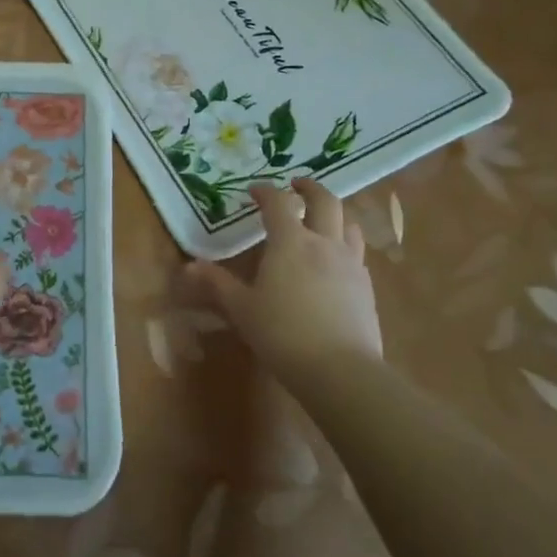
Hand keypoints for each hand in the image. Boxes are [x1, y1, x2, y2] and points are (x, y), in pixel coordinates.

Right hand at [186, 178, 382, 375]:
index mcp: (290, 242)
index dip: (265, 191)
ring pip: (349, 224)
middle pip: (326, 201)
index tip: (253, 190)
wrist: (340, 371)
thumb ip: (217, 284)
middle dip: (309, 188)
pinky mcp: (366, 288)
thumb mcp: (241, 309)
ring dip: (334, 214)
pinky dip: (344, 244)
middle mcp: (324, 243)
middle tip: (296, 185)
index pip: (278, 203)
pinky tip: (334, 261)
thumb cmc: (282, 333)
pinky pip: (357, 253)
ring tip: (321, 219)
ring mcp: (350, 264)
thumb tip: (190, 266)